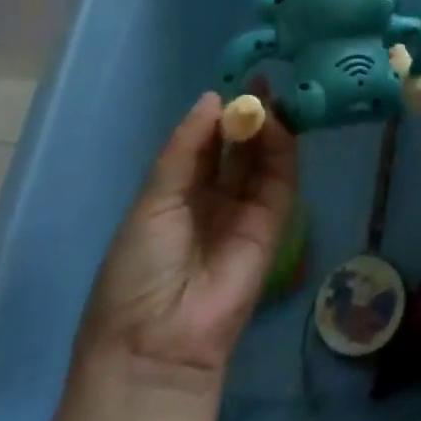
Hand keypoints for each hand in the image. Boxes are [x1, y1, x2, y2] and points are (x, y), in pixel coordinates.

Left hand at [78, 91, 298, 391]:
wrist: (159, 339)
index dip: (217, 116)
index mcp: (177, 196)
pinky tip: (276, 124)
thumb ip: (185, 149)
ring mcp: (246, 211)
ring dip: (266, 127)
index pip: (204, 146)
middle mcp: (214, 199)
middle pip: (238, 148)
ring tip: (267, 95)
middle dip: (247, 115)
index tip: (231, 84)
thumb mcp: (152, 201)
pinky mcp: (273, 223)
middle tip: (260, 80)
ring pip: (262, 159)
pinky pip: (280, 180)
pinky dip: (282, 149)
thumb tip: (211, 99)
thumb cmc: (138, 270)